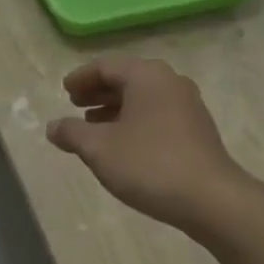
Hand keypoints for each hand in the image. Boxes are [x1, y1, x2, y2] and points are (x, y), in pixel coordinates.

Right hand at [47, 58, 247, 231]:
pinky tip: (122, 144)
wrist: (210, 198)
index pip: (106, 66)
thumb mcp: (99, 148)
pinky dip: (134, 121)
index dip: (81, 78)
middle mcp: (170, 82)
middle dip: (98, 92)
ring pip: (143, 98)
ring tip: (93, 127)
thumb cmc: (148, 164)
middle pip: (127, 78)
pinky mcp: (196, 129)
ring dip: (115, 109)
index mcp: (146, 76)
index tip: (64, 91)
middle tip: (75, 105)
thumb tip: (53, 126)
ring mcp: (188, 105)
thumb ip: (72, 133)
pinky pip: (157, 114)